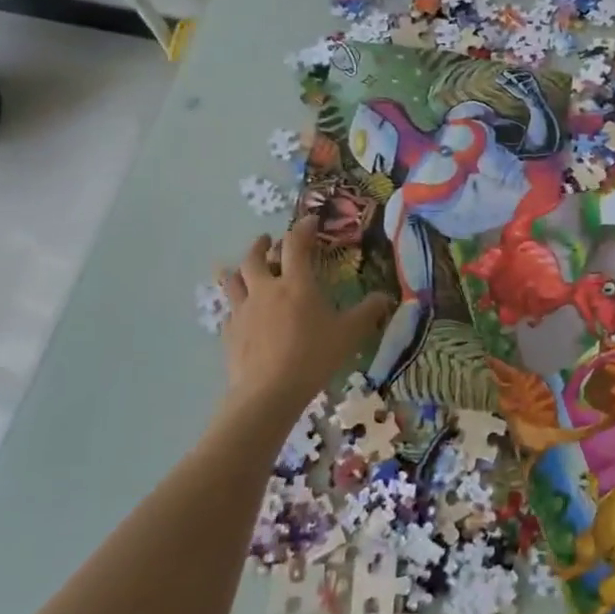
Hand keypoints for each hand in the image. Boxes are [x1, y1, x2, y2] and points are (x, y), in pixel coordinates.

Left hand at [219, 220, 394, 410]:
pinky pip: (228, 310)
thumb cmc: (313, 356)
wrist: (268, 392)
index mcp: (296, 283)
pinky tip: (237, 311)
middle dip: (262, 245)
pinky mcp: (229, 333)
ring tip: (239, 267)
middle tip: (268, 240)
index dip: (303, 228)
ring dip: (237, 269)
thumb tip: (386, 296)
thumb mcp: (350, 333)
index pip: (296, 244)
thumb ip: (369, 312)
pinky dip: (233, 304)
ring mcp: (243, 310)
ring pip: (233, 280)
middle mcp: (266, 289)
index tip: (310, 221)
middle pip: (255, 257)